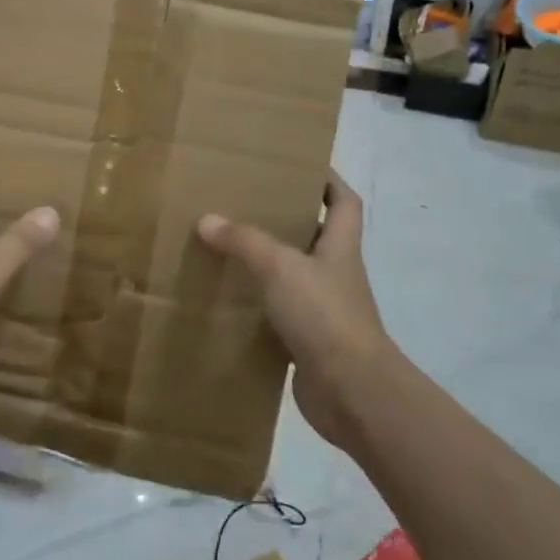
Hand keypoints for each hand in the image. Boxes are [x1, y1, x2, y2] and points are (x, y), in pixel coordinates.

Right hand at [198, 171, 392, 452]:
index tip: (299, 167)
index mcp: (340, 247)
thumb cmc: (324, 315)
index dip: (328, 180)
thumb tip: (206, 219)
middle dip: (288, 219)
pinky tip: (231, 300)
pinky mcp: (310, 341)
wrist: (352, 391)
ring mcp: (325, 309)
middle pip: (318, 236)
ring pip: (296, 275)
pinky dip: (260, 305)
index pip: (345, 201)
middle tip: (247, 205)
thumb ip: (244, 241)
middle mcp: (336, 274)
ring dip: (270, 263)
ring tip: (230, 248)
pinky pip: (282, 313)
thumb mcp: (279, 267)